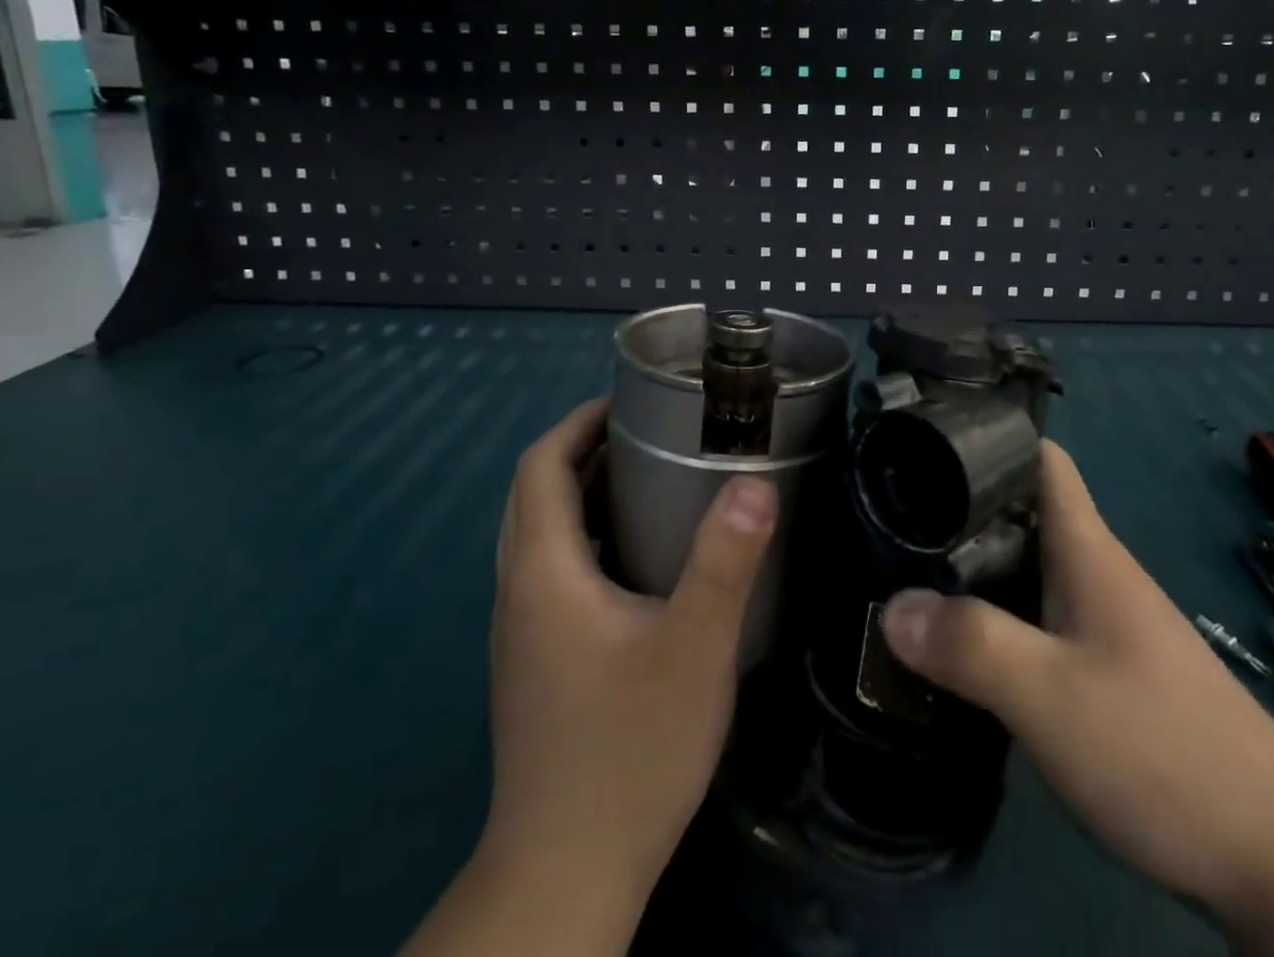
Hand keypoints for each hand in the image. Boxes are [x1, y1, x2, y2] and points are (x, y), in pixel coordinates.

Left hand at [476, 399, 775, 922]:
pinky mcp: (533, 661)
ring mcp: (520, 630)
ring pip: (535, 532)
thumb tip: (755, 481)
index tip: (627, 401)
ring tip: (643, 477)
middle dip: (578, 449)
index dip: (577, 423)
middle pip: (531, 493)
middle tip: (644, 431)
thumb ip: (725, 561)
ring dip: (576, 491)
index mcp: (543, 571)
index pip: (538, 466)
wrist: (567, 872)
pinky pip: (546, 569)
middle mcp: (518, 590)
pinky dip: (578, 535)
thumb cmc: (630, 748)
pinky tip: (632, 556)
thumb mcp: (694, 647)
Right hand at [880, 443, 1273, 954]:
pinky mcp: (1110, 674)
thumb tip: (891, 606)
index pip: (1041, 460)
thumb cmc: (1163, 750)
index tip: (926, 443)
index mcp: (1088, 552)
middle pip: (1023, 514)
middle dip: (961, 509)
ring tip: (908, 577)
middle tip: (891, 519)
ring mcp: (1107, 626)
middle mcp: (1097, 575)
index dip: (989, 439)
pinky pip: (1039, 621)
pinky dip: (998, 619)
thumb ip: (969, 645)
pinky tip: (964, 650)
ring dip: (975, 569)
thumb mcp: (1050, 696)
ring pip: (1028, 570)